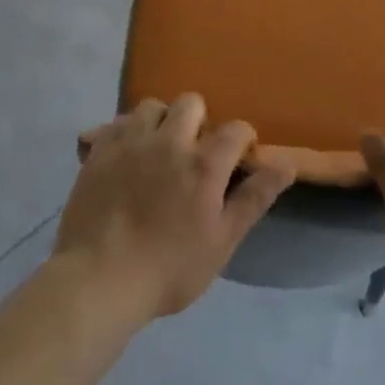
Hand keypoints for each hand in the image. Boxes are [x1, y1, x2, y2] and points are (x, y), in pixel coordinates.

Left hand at [57, 95, 294, 324]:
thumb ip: (254, 198)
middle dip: (200, 120)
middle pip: (191, 102)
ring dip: (161, 121)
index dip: (242, 141)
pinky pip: (115, 123)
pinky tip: (125, 156)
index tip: (237, 161)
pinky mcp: (98, 151)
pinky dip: (126, 132)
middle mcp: (169, 140)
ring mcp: (130, 142)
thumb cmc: (168, 269)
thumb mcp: (221, 242)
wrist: (97, 282)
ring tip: (158, 150)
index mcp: (203, 162)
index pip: (236, 129)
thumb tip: (287, 164)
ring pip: (151, 106)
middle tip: (194, 154)